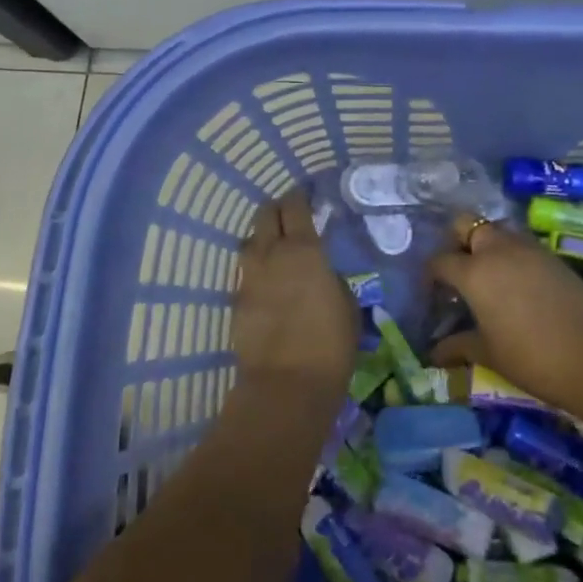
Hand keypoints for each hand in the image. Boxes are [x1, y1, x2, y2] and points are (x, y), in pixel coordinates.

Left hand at [230, 190, 357, 397]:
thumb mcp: (346, 304)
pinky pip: (244, 272)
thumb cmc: (330, 344)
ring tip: (274, 248)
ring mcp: (249, 276)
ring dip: (261, 237)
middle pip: (264, 214)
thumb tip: (320, 271)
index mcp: (303, 249)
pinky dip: (255, 269)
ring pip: (249, 240)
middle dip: (276, 209)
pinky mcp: (236, 300)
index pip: (294, 205)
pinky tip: (266, 283)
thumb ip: (330, 277)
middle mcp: (271, 253)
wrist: (286, 385)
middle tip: (289, 216)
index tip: (305, 196)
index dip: (299, 196)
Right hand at [429, 215, 582, 415]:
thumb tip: (434, 353)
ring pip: (496, 229)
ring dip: (486, 244)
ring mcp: (528, 248)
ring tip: (488, 275)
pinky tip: (517, 283)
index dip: (432, 274)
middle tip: (459, 270)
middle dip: (457, 240)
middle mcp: (497, 249)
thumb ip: (458, 346)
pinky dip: (512, 254)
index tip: (433, 291)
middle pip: (467, 224)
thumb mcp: (489, 354)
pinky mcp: (552, 255)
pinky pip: (521, 243)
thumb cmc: (531, 357)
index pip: (440, 260)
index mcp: (474, 272)